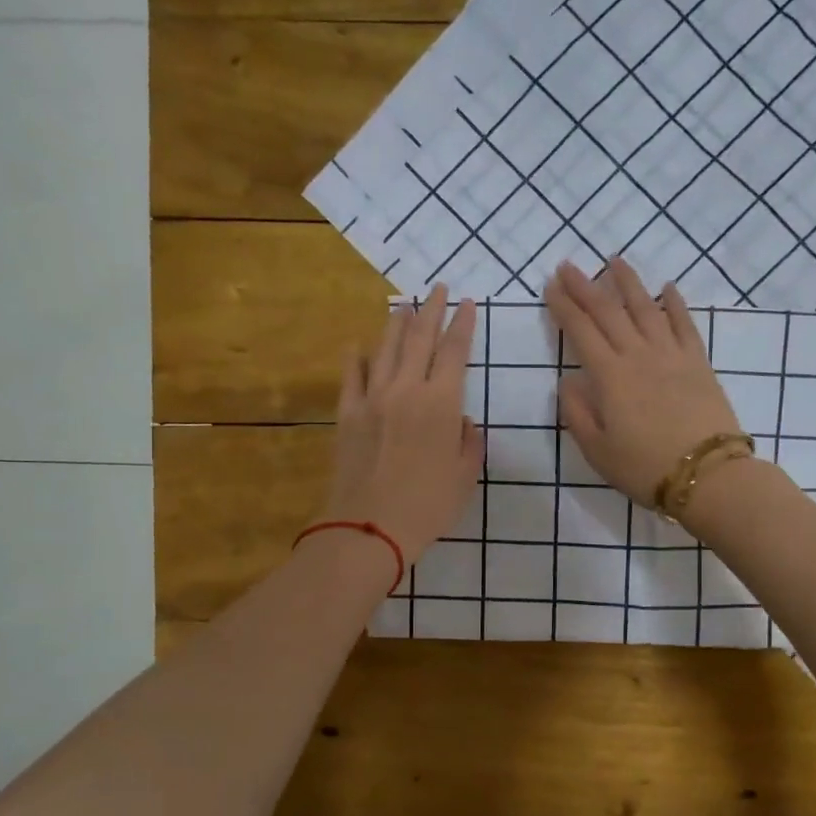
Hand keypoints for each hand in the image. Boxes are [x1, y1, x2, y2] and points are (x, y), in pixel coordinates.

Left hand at [324, 286, 484, 563]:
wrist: (370, 527)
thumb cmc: (428, 506)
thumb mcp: (465, 476)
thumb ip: (469, 442)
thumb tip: (461, 423)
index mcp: (441, 403)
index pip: (454, 352)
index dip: (463, 324)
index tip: (467, 303)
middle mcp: (406, 389)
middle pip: (420, 338)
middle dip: (431, 309)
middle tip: (438, 288)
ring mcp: (372, 398)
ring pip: (385, 348)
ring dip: (397, 323)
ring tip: (404, 305)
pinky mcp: (347, 413)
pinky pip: (351, 376)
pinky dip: (355, 357)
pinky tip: (357, 344)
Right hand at [545, 259, 742, 506]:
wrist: (707, 476)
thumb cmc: (645, 468)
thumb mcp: (597, 450)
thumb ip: (577, 412)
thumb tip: (568, 380)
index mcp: (610, 376)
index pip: (581, 332)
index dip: (564, 306)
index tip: (550, 286)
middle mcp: (639, 355)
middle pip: (609, 312)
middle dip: (586, 287)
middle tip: (569, 266)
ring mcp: (672, 355)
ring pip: (646, 308)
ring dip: (628, 283)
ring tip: (614, 261)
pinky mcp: (699, 362)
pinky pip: (685, 324)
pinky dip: (675, 303)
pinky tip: (668, 287)